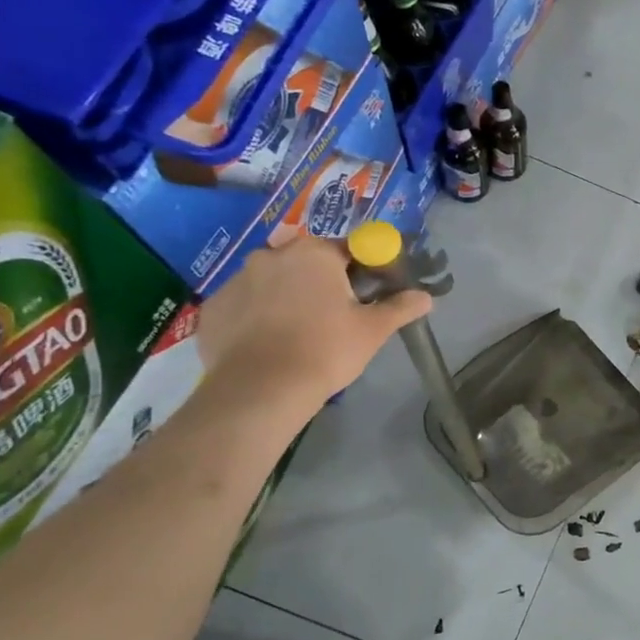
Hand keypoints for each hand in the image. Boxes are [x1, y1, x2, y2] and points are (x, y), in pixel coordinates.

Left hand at [197, 237, 431, 417]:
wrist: (261, 390)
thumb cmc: (326, 350)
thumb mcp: (373, 330)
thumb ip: (400, 307)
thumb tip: (425, 297)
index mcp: (314, 253)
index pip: (348, 249)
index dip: (363, 270)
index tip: (368, 295)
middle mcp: (272, 255)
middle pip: (307, 263)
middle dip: (322, 282)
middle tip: (336, 317)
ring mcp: (236, 280)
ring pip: (273, 282)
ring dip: (288, 297)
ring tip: (299, 334)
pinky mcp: (214, 307)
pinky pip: (245, 305)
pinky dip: (257, 317)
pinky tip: (269, 344)